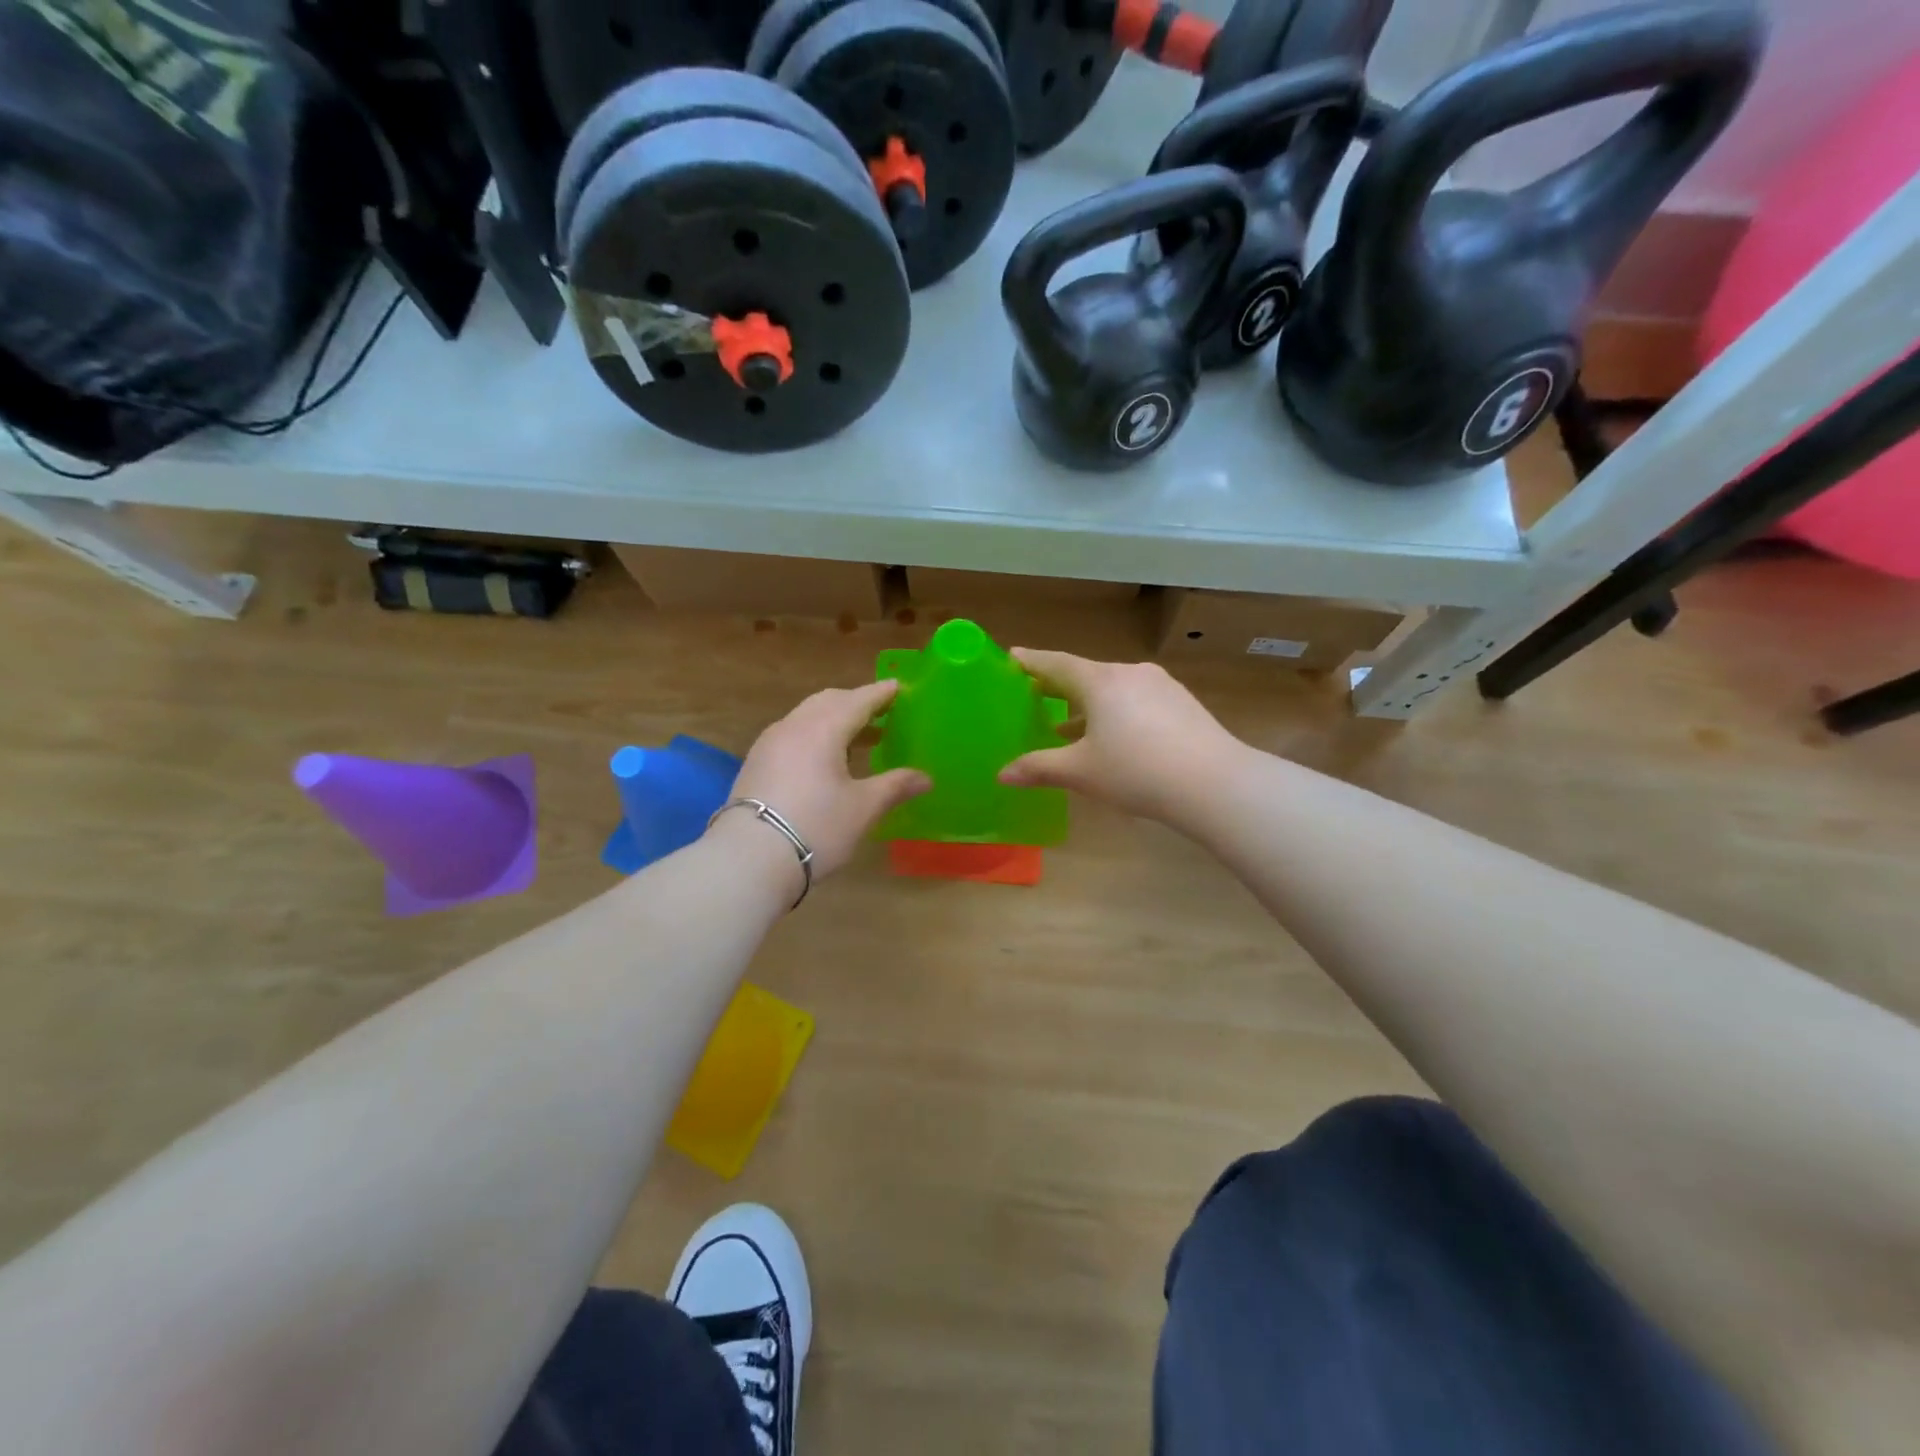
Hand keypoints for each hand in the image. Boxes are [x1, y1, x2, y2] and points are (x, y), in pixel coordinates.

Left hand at [719, 680, 929, 881]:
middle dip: (856, 703)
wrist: (749, 858)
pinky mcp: (756, 763)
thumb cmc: (817, 826)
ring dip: (834, 720)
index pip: (858, 700)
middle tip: (882, 712)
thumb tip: (925, 778)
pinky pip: (792, 735)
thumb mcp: (863, 808)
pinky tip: (826, 760)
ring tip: (859, 738)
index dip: (881, 694)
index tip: (898, 687)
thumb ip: (895, 786)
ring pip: (807, 717)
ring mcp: (770, 743)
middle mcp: (794, 726)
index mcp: (823, 728)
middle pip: (829, 702)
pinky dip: (815, 735)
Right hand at [997, 649, 1244, 825]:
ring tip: (1071, 726)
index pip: (1056, 663)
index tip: (1013, 657)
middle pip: (1086, 674)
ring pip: (1114, 688)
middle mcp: (1130, 673)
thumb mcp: (1081, 772)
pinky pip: (1138, 700)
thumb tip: (1002, 775)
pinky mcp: (1183, 703)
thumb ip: (1039, 768)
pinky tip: (1116, 737)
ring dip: (1089, 704)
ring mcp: (1161, 686)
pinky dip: (1117, 712)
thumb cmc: (1136, 771)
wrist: (1214, 783)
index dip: (1032, 662)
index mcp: (1100, 681)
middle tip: (1037, 695)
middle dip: (1060, 686)